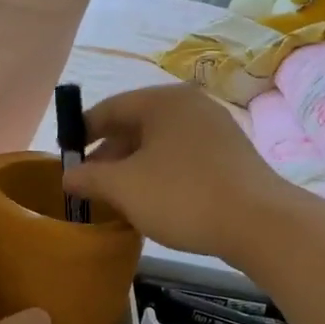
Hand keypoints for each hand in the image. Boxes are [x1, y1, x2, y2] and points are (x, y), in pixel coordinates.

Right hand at [62, 85, 290, 258]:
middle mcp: (190, 105)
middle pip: (136, 124)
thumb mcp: (124, 188)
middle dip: (109, 154)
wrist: (259, 223)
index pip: (110, 108)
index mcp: (162, 100)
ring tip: (119, 198)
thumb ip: (89, 178)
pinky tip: (155, 201)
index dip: (82, 133)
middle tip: (91, 185)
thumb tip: (68, 176)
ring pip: (160, 143)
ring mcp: (215, 128)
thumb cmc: (182, 196)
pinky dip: (161, 173)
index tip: (66, 159)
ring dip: (134, 167)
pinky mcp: (231, 155)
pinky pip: (183, 156)